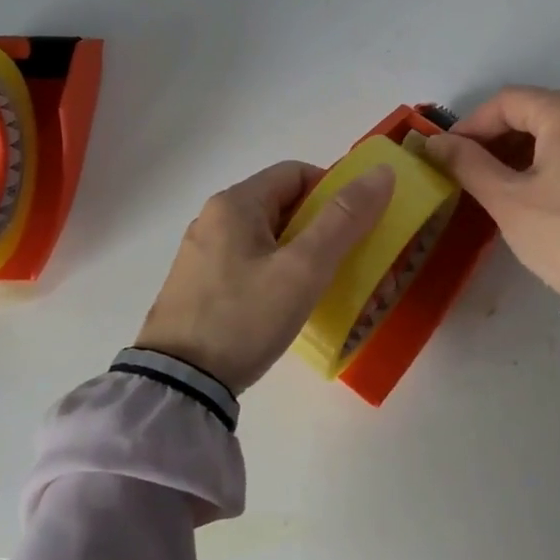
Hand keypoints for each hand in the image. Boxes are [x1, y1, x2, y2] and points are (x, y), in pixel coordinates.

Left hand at [134, 160, 396, 392]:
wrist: (178, 386)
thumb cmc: (244, 316)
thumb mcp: (303, 268)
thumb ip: (344, 219)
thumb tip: (381, 173)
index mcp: (235, 203)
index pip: (296, 173)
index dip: (333, 190)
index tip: (358, 224)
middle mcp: (214, 219)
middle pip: (282, 205)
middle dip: (322, 225)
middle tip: (351, 258)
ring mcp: (202, 254)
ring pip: (266, 237)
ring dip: (301, 252)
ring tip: (326, 285)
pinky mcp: (198, 287)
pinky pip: (249, 264)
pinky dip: (277, 272)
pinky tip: (289, 304)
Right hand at [423, 86, 559, 297]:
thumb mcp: (507, 199)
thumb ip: (467, 163)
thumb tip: (434, 142)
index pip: (507, 102)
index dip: (470, 124)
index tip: (446, 153)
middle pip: (533, 110)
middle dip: (495, 136)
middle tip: (467, 168)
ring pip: (555, 128)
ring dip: (519, 148)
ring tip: (494, 180)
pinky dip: (547, 157)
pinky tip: (530, 187)